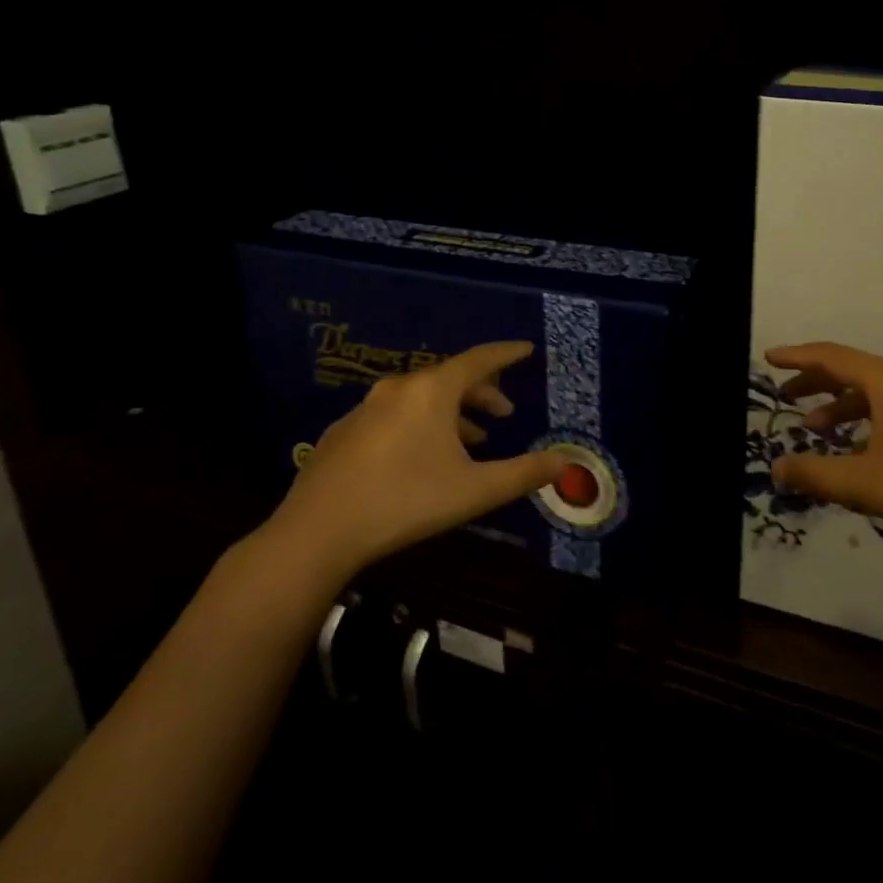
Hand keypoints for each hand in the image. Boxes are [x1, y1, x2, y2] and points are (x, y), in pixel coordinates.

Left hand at [262, 340, 566, 575]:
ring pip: (421, 399)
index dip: (507, 354)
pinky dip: (418, 425)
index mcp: (432, 391)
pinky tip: (420, 457)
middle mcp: (399, 388)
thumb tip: (565, 461)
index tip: (527, 350)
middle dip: (481, 392)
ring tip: (471, 440)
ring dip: (451, 413)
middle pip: (450, 378)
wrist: (316, 532)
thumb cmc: (405, 502)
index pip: (479, 359)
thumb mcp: (474, 491)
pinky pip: (394, 416)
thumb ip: (523, 474)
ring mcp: (365, 409)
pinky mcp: (343, 433)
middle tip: (503, 413)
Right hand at [765, 341, 882, 561]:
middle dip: (816, 381)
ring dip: (843, 403)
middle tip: (786, 396)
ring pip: (876, 389)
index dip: (797, 356)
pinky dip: (869, 415)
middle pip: (854, 369)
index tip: (770, 357)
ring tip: (817, 426)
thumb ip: (814, 474)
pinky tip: (862, 446)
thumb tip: (777, 468)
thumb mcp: (863, 484)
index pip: (832, 356)